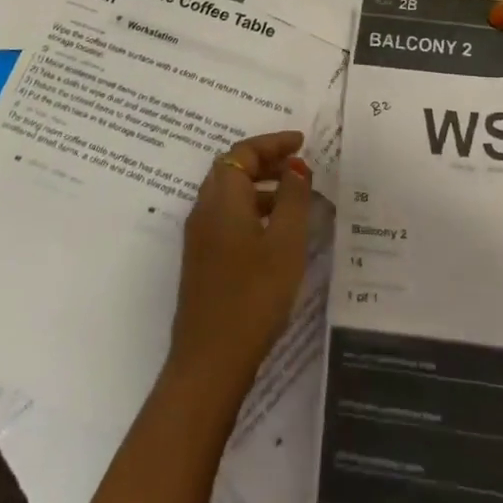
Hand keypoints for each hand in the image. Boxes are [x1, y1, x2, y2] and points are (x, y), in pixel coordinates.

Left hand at [167, 130, 312, 405]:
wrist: (210, 360)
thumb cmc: (254, 295)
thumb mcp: (285, 242)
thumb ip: (292, 198)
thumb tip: (294, 166)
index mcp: (221, 198)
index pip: (243, 152)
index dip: (273, 142)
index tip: (302, 142)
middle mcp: (204, 210)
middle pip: (232, 169)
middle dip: (266, 161)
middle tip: (300, 166)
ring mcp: (200, 237)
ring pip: (230, 195)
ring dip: (261, 187)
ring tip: (297, 199)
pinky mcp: (202, 260)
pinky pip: (227, 217)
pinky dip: (252, 210)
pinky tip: (277, 233)